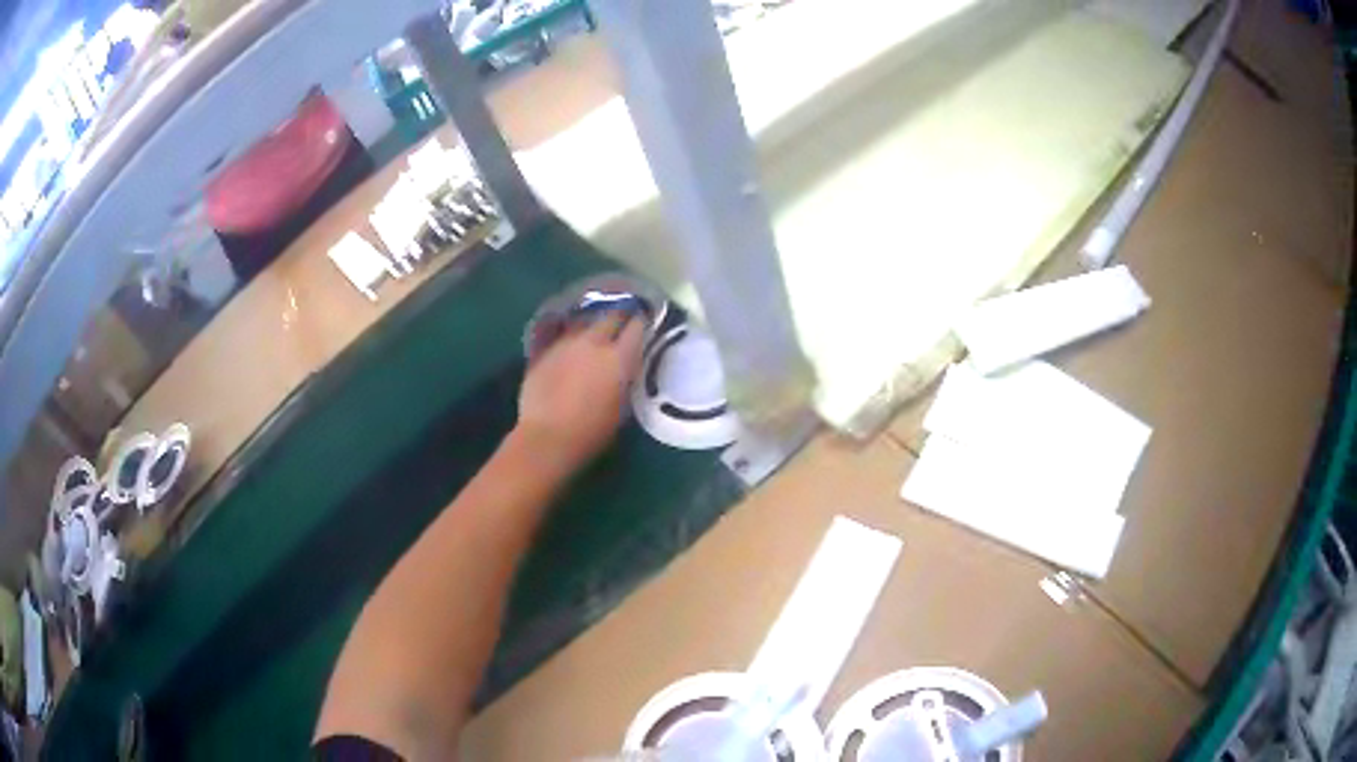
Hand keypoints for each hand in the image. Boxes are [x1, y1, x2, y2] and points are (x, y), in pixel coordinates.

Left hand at [513, 312, 644, 477]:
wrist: (547, 437)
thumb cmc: (591, 431)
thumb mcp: (622, 407)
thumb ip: (626, 379)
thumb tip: (627, 367)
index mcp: (619, 357)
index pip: (637, 326)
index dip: (642, 323)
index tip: (645, 324)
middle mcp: (594, 342)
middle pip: (611, 315)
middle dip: (619, 317)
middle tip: (623, 324)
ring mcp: (567, 342)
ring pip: (585, 321)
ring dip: (593, 325)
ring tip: (595, 333)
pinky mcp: (545, 350)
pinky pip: (564, 335)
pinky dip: (572, 338)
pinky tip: (571, 348)